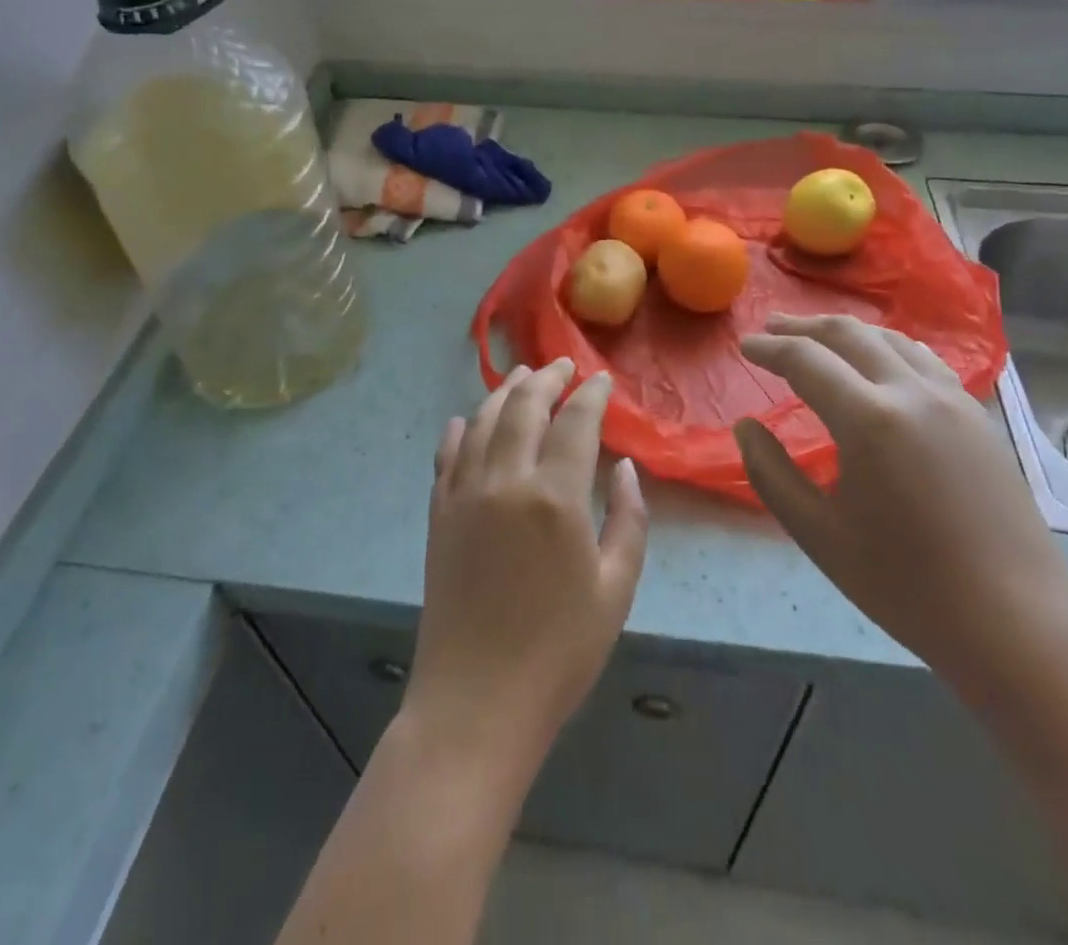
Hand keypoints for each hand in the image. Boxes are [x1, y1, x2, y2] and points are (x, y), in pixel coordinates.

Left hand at [404, 358, 648, 776]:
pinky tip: (467, 420)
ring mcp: (465, 494)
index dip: (591, 394)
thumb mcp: (616, 589)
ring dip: (505, 392)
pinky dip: (460, 430)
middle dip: (547, 378)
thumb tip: (624, 468)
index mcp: (554, 496)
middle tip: (563, 365)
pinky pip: (448, 456)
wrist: (477, 702)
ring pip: (483, 421)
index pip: (575, 421)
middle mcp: (505, 480)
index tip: (602, 380)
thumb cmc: (559, 652)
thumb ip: (628, 519)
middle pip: (524, 407)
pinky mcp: (439, 514)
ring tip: (521, 375)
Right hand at [734, 314, 1067, 683]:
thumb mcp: (818, 534)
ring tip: (819, 337)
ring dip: (847, 332)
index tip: (745, 346)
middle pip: (849, 335)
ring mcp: (952, 400)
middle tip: (772, 327)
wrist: (1016, 622)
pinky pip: (923, 360)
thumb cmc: (906, 585)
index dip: (770, 348)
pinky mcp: (977, 416)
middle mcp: (912, 392)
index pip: (806, 360)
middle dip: (804, 327)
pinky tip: (879, 362)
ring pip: (891, 339)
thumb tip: (746, 426)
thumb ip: (771, 473)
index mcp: (869, 419)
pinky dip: (887, 348)